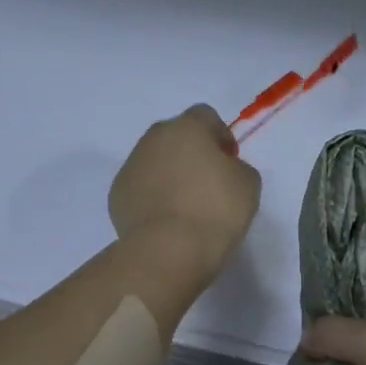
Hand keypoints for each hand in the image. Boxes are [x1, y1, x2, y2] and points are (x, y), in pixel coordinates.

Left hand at [109, 105, 262, 279]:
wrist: (169, 249)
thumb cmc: (215, 209)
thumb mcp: (248, 183)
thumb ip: (237, 166)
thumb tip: (224, 169)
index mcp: (187, 128)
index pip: (205, 116)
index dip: (220, 135)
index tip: (229, 160)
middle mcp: (153, 139)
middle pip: (175, 135)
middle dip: (190, 152)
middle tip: (207, 181)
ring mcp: (131, 166)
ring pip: (154, 161)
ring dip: (169, 173)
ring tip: (185, 205)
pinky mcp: (116, 194)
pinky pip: (140, 187)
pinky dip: (152, 197)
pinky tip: (166, 219)